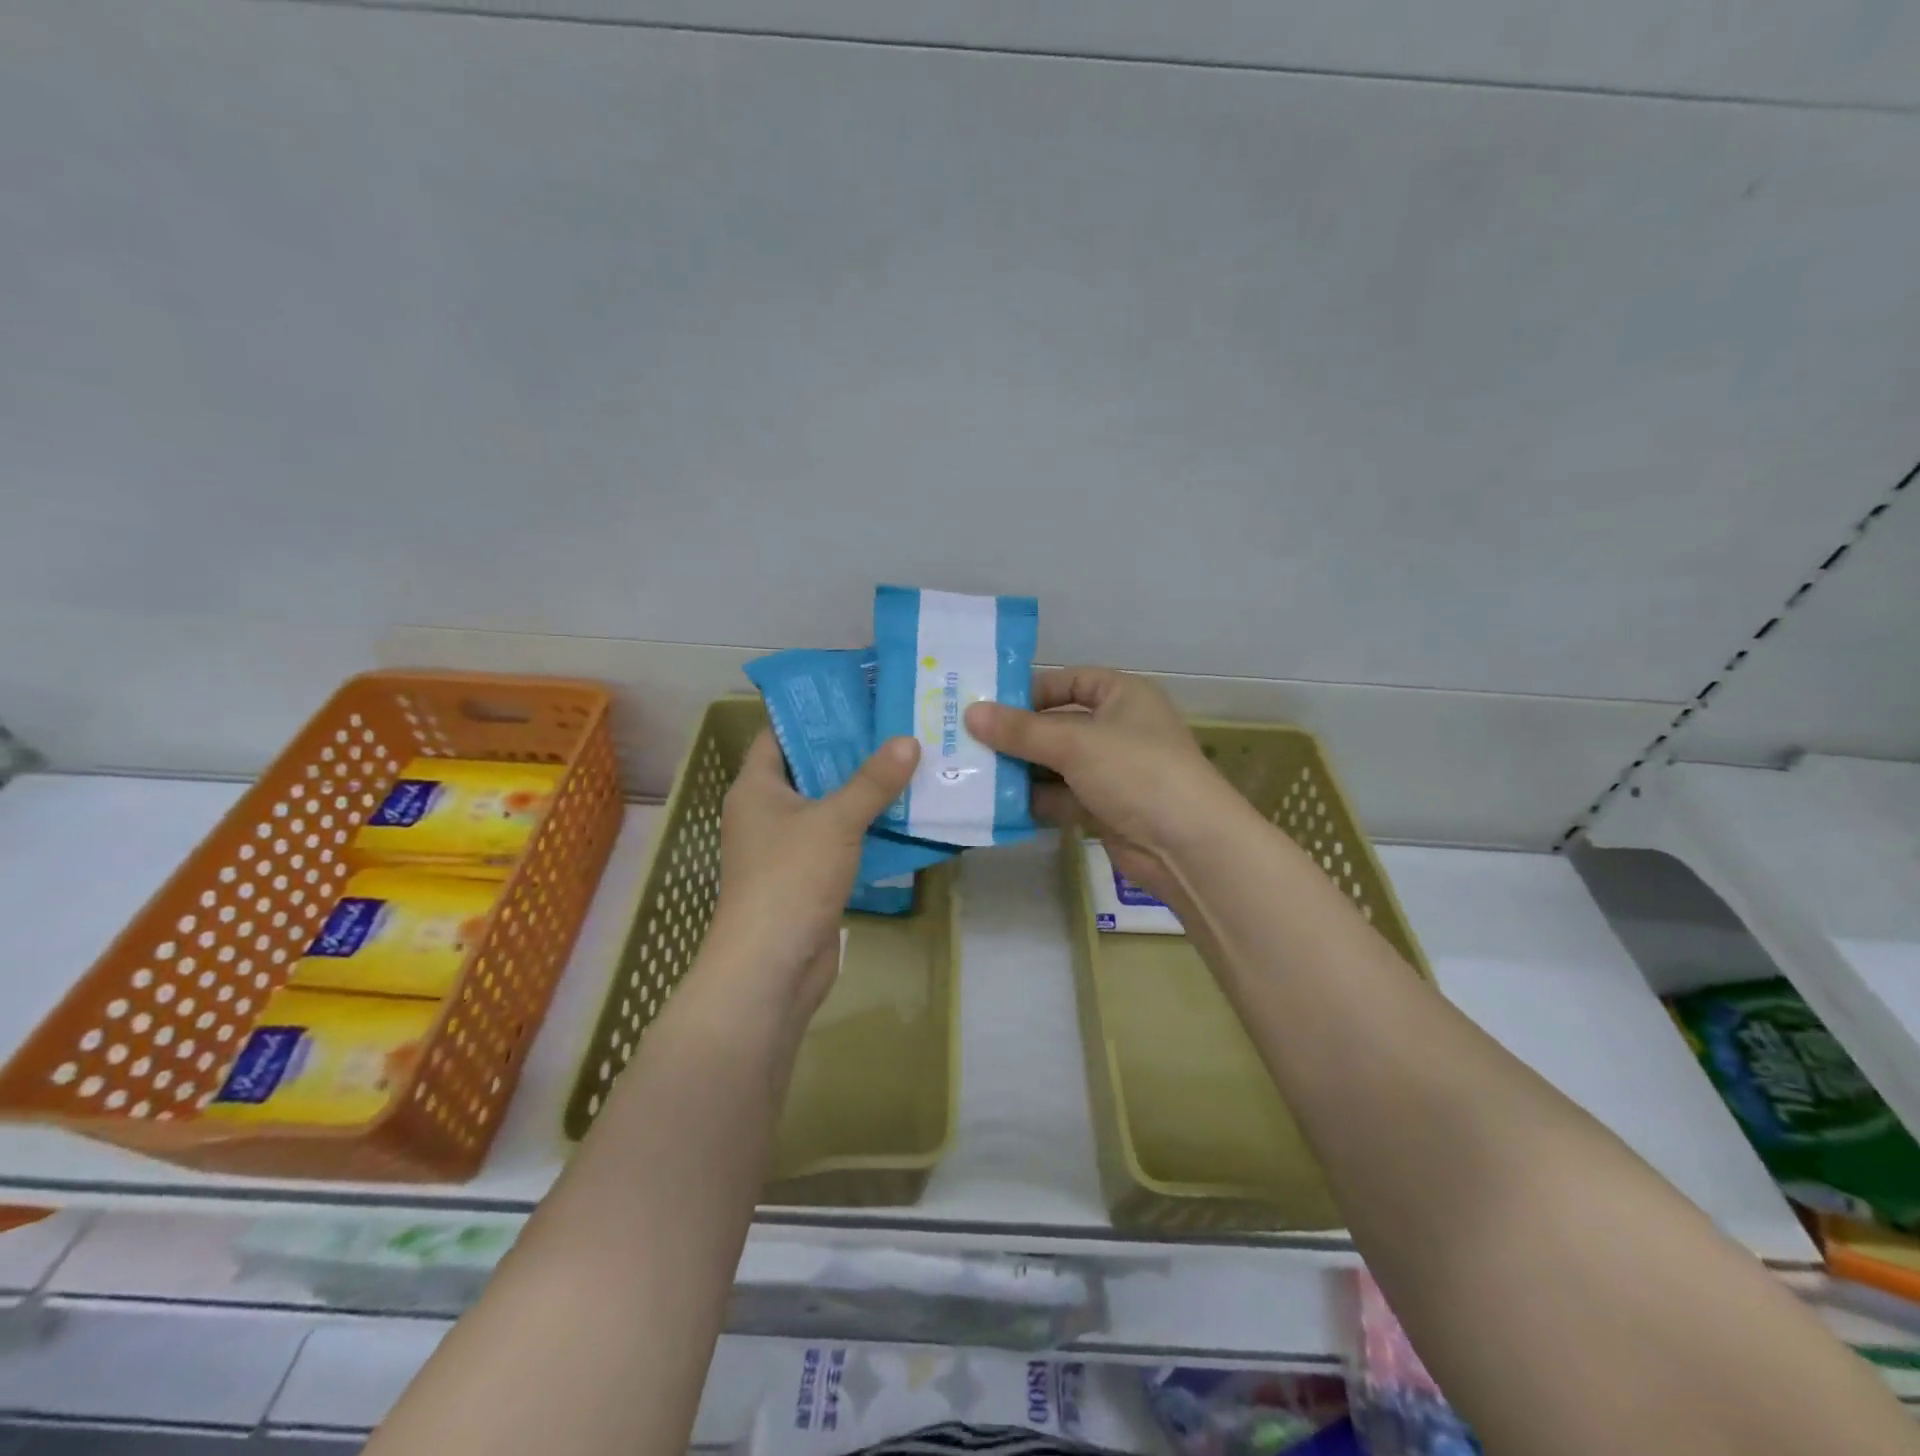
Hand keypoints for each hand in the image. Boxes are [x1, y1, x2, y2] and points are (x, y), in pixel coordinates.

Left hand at [704, 731, 919, 1016]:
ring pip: (831, 807)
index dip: (816, 714)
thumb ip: (872, 781)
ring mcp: (788, 847)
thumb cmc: (790, 879)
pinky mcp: (809, 876)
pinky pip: (841, 840)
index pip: (781, 734)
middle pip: (812, 769)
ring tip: (913, 763)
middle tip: (900, 727)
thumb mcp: (835, 821)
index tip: (861, 698)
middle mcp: (767, 812)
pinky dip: (868, 828)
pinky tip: (907, 814)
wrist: (772, 967)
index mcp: (756, 787)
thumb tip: (908, 740)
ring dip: (866, 791)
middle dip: (854, 751)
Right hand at [965, 667, 1243, 901]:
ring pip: (1056, 764)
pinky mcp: (1105, 808)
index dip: (1031, 690)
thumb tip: (970, 713)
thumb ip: (1020, 730)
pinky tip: (997, 805)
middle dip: (1017, 735)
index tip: (988, 705)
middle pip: (1058, 725)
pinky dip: (1035, 800)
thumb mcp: (1074, 743)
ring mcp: (1112, 771)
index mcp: (1123, 696)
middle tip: (967, 741)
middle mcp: (1118, 729)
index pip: (1071, 681)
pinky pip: (1062, 797)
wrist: (1187, 845)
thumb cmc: (1135, 771)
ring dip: (1021, 770)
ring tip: (972, 773)